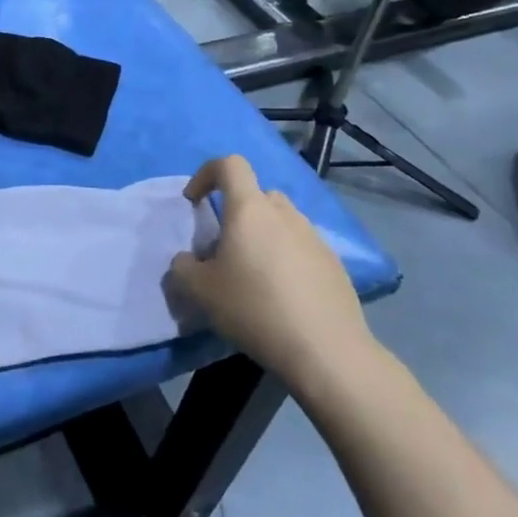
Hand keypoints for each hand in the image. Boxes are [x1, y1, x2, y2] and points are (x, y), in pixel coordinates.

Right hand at [166, 155, 378, 393]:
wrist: (326, 351)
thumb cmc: (255, 308)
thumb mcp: (201, 291)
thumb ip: (183, 268)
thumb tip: (186, 261)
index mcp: (250, 209)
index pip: (230, 165)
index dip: (206, 174)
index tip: (194, 202)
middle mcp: (284, 214)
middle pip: (256, 195)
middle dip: (237, 212)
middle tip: (224, 247)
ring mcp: (314, 237)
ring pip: (281, 221)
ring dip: (263, 235)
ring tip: (254, 274)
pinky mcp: (334, 264)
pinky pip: (302, 247)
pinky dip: (287, 258)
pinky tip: (283, 296)